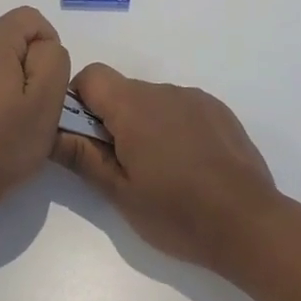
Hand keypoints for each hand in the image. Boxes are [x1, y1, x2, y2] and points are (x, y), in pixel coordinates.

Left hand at [0, 7, 70, 227]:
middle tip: (37, 108)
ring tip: (17, 123)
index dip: (51, 47)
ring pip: (0, 62)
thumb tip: (46, 48)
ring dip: (16, 85)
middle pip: (16, 39)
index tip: (51, 86)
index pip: (32, 19)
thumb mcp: (45, 102)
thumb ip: (54, 61)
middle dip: (34, 67)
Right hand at [51, 64, 279, 270]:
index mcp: (133, 106)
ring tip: (160, 171)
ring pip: (153, 101)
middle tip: (122, 165)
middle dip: (113, 119)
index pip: (91, 76)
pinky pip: (182, 108)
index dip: (79, 101)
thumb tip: (50, 133)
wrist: (249, 224)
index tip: (85, 138)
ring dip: (145, 124)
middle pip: (122, 90)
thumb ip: (82, 157)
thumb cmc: (177, 212)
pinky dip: (174, 128)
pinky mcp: (219, 111)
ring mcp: (195, 98)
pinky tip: (189, 166)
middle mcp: (163, 91)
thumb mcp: (120, 192)